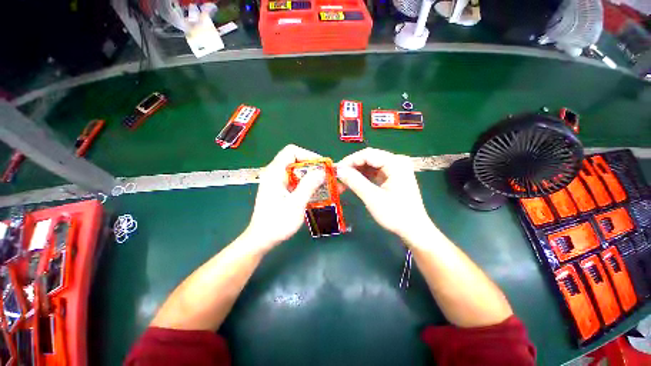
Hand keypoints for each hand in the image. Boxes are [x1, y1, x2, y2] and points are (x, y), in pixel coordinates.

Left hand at [244, 145, 324, 250]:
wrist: (262, 239)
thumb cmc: (277, 223)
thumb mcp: (296, 204)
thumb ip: (308, 186)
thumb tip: (321, 171)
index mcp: (275, 173)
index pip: (292, 151)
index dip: (308, 155)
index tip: (322, 166)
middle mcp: (275, 173)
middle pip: (296, 160)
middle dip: (313, 166)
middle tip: (326, 175)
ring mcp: (277, 182)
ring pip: (297, 171)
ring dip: (311, 175)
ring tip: (324, 183)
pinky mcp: (280, 189)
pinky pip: (295, 180)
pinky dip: (307, 183)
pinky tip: (316, 191)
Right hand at [337, 148, 431, 240]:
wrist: (414, 230)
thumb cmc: (395, 214)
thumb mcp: (372, 198)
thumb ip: (355, 181)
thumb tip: (338, 170)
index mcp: (396, 163)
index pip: (367, 154)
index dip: (349, 161)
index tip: (335, 170)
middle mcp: (396, 161)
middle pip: (368, 158)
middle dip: (351, 168)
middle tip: (337, 177)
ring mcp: (395, 169)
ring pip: (369, 165)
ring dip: (355, 173)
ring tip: (342, 183)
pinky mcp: (392, 176)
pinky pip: (374, 172)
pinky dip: (362, 178)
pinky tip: (352, 184)